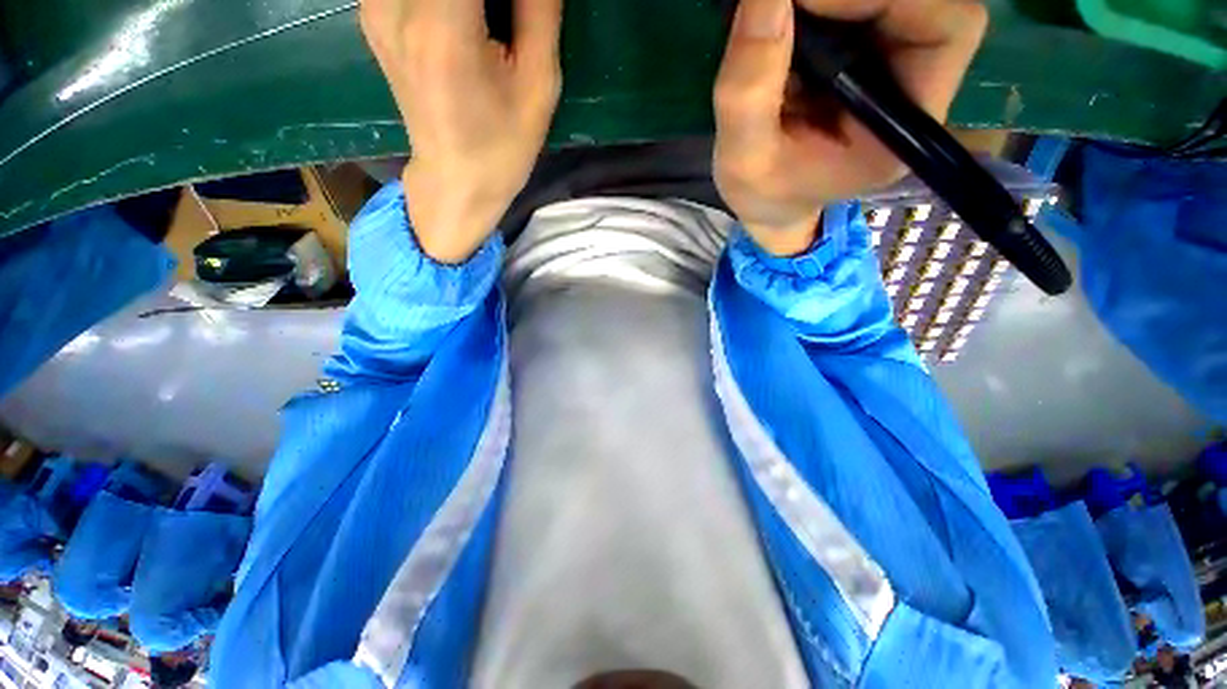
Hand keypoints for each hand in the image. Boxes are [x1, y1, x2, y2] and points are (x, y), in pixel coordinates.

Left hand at [360, 0, 562, 262]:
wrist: (456, 180)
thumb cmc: (504, 146)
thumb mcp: (539, 85)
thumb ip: (539, 9)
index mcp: (443, 30)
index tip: (519, 5)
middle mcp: (395, 6)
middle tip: (508, 14)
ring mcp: (375, 6)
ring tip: (488, 20)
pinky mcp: (372, 12)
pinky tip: (464, 17)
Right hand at [712, 0, 986, 255]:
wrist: (770, 202)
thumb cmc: (764, 193)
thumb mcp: (745, 158)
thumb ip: (749, 91)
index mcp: (902, 129)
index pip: (946, 29)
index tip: (803, 2)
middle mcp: (917, 88)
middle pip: (923, 0)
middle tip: (783, 6)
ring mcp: (898, 66)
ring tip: (781, 17)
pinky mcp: (873, 54)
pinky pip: (866, 4)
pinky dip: (827, 3)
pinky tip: (789, 20)